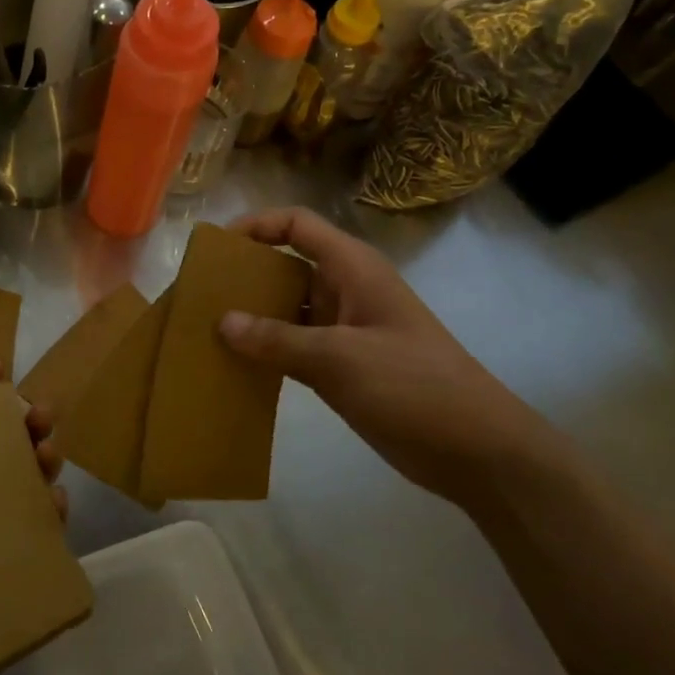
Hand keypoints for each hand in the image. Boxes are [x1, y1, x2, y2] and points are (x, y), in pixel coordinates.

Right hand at [218, 208, 565, 503]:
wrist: (475, 449)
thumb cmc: (412, 386)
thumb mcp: (339, 358)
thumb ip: (278, 339)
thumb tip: (222, 321)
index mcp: (352, 269)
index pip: (298, 225)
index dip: (256, 226)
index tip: (216, 248)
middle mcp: (346, 290)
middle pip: (287, 265)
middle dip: (245, 275)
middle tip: (199, 293)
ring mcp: (346, 330)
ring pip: (289, 309)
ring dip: (253, 316)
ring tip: (207, 330)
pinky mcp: (344, 366)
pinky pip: (295, 346)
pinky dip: (268, 350)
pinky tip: (236, 365)